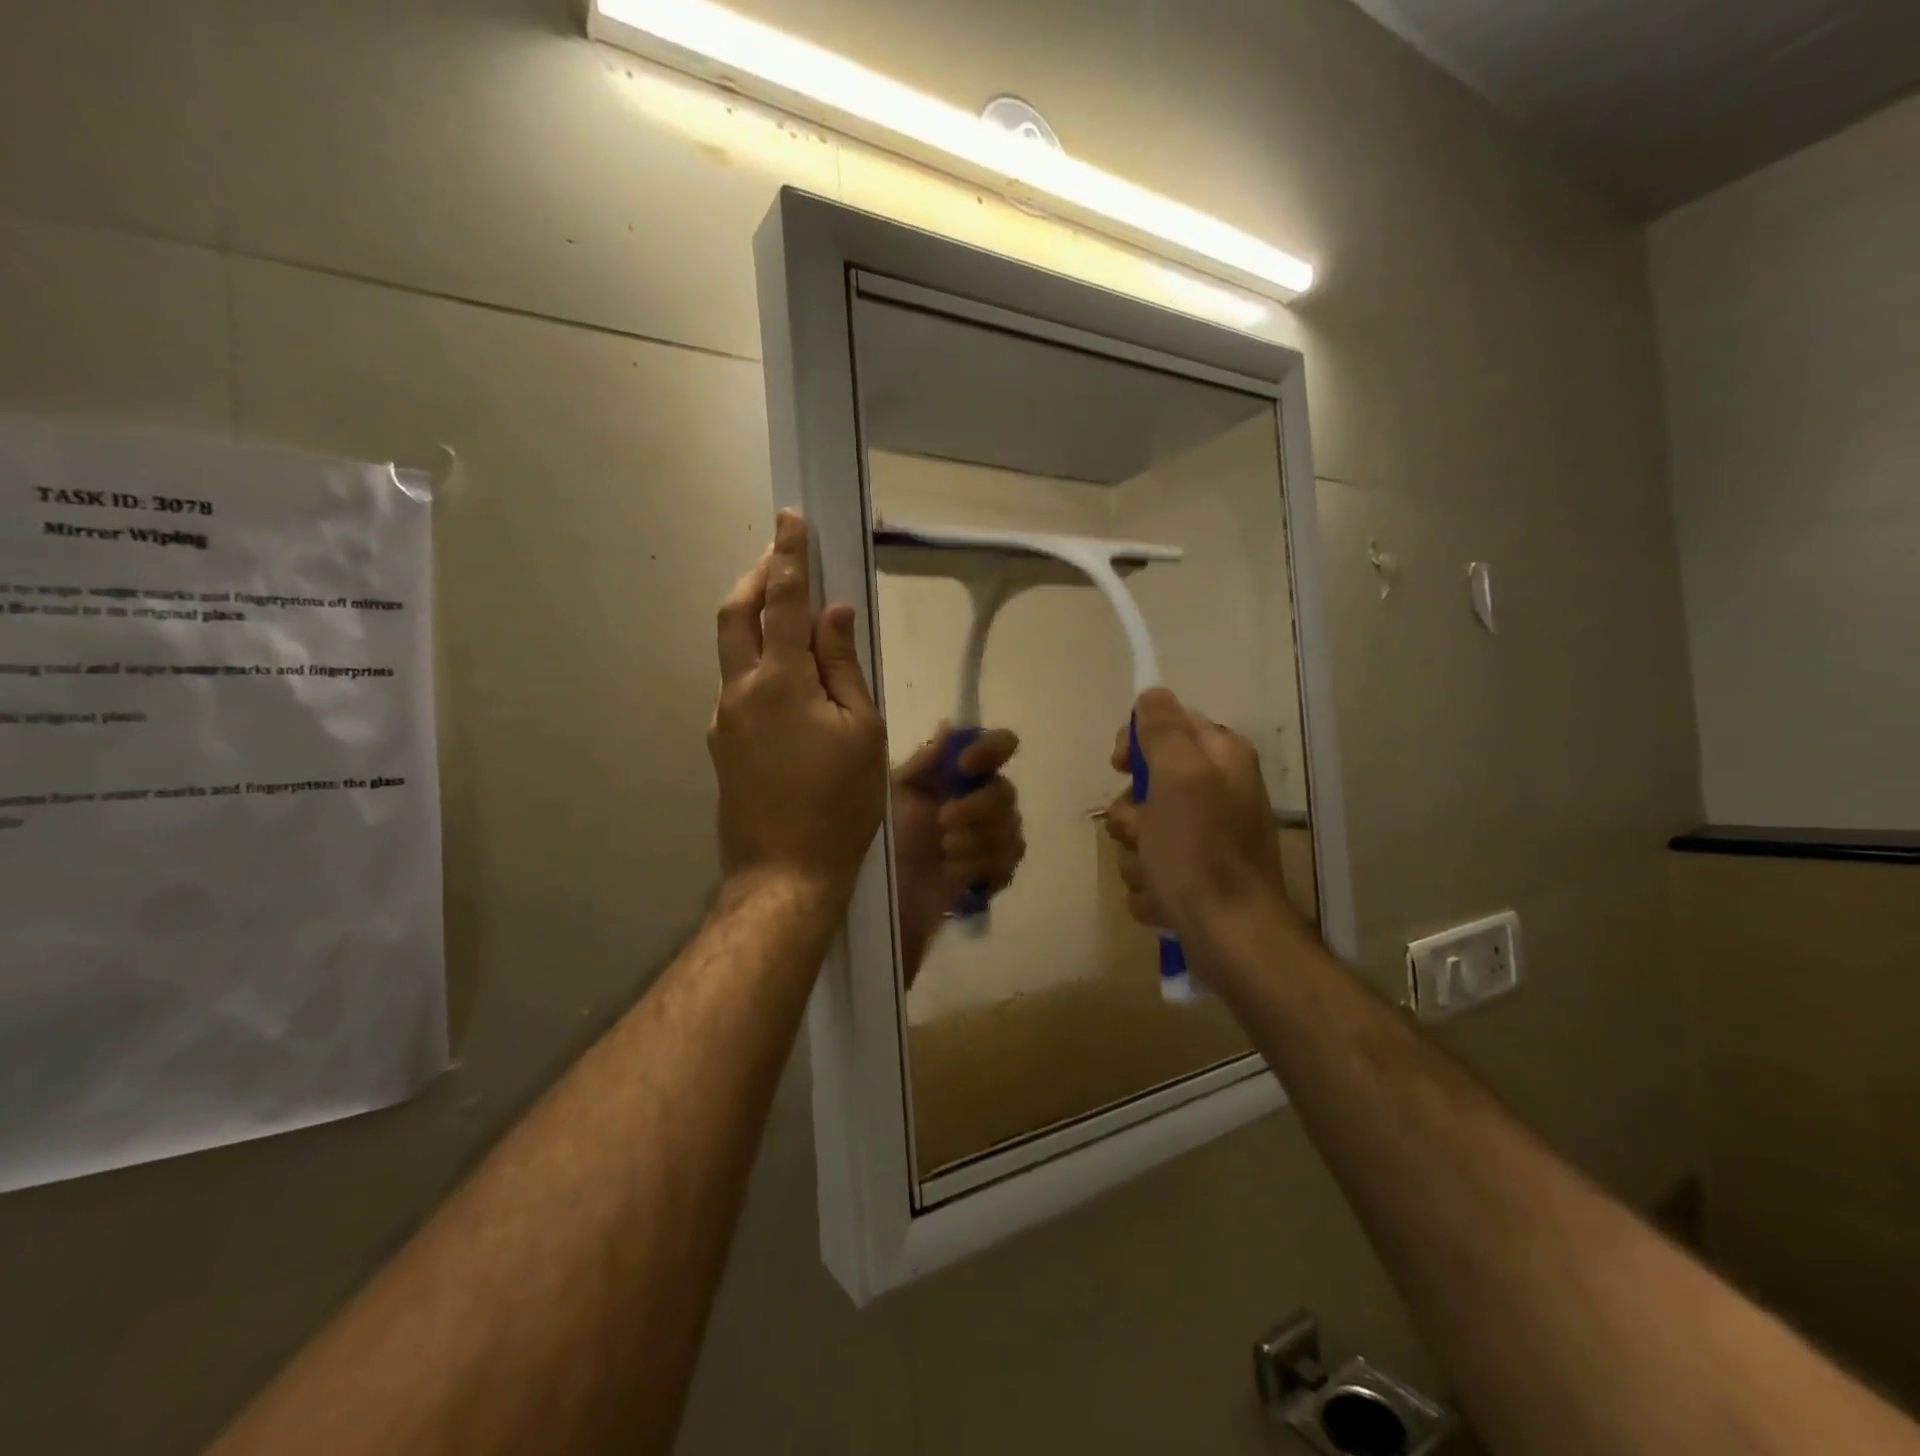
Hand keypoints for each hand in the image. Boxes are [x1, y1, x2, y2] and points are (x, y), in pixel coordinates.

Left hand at [709, 510, 887, 901]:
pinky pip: (737, 685)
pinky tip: (786, 681)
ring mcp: (724, 719)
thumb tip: (835, 614)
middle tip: (780, 558)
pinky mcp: (722, 744)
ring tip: (787, 615)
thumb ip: (844, 666)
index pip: (782, 601)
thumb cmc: (839, 802)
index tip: (790, 518)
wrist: (785, 872)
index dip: (788, 556)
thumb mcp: (861, 730)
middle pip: (736, 613)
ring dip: (753, 618)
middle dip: (756, 576)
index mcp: (780, 681)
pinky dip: (757, 662)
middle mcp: (740, 690)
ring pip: (731, 649)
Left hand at [891, 727, 1026, 948]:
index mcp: (956, 777)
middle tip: (944, 821)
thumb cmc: (880, 840)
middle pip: (1006, 792)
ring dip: (976, 840)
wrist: (876, 900)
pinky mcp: (991, 874)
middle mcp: (979, 802)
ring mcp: (989, 839)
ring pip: (1012, 828)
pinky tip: (954, 872)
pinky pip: (1008, 861)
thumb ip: (924, 764)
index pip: (998, 747)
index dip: (991, 750)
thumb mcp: (893, 795)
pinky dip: (981, 865)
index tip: (965, 766)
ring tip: (944, 851)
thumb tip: (950, 728)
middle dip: (978, 807)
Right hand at [1103, 688, 1297, 955]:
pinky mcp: (1194, 879)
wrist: (1230, 938)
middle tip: (1141, 831)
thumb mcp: (1178, 777)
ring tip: (1154, 874)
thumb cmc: (1200, 851)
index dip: (1138, 742)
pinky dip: (1149, 886)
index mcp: (1221, 760)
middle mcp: (1217, 794)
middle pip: (1147, 784)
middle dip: (1131, 813)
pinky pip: (1149, 869)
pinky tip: (1163, 899)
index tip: (1120, 765)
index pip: (1169, 724)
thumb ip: (1163, 730)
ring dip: (1135, 854)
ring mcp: (1206, 840)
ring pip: (1142, 831)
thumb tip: (1152, 693)